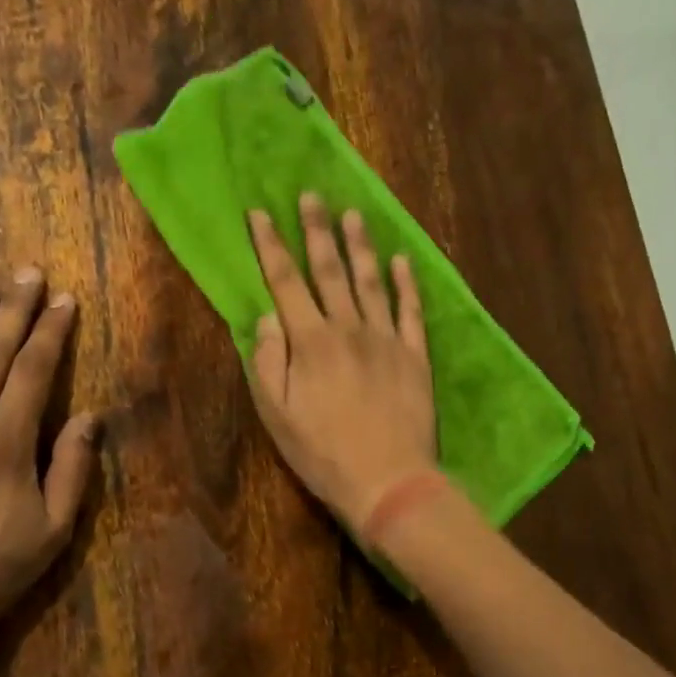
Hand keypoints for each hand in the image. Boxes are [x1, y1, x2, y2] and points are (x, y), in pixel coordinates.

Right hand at [247, 194, 437, 531]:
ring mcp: (386, 339)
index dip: (270, 245)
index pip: (285, 282)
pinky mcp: (415, 355)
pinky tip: (402, 260)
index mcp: (310, 342)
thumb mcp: (276, 414)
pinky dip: (406, 283)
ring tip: (354, 214)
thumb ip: (268, 360)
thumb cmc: (322, 452)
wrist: (388, 480)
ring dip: (360, 246)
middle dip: (316, 230)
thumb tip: (267, 316)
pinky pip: (410, 310)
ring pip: (371, 281)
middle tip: (311, 196)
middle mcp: (348, 328)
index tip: (260, 214)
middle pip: (329, 270)